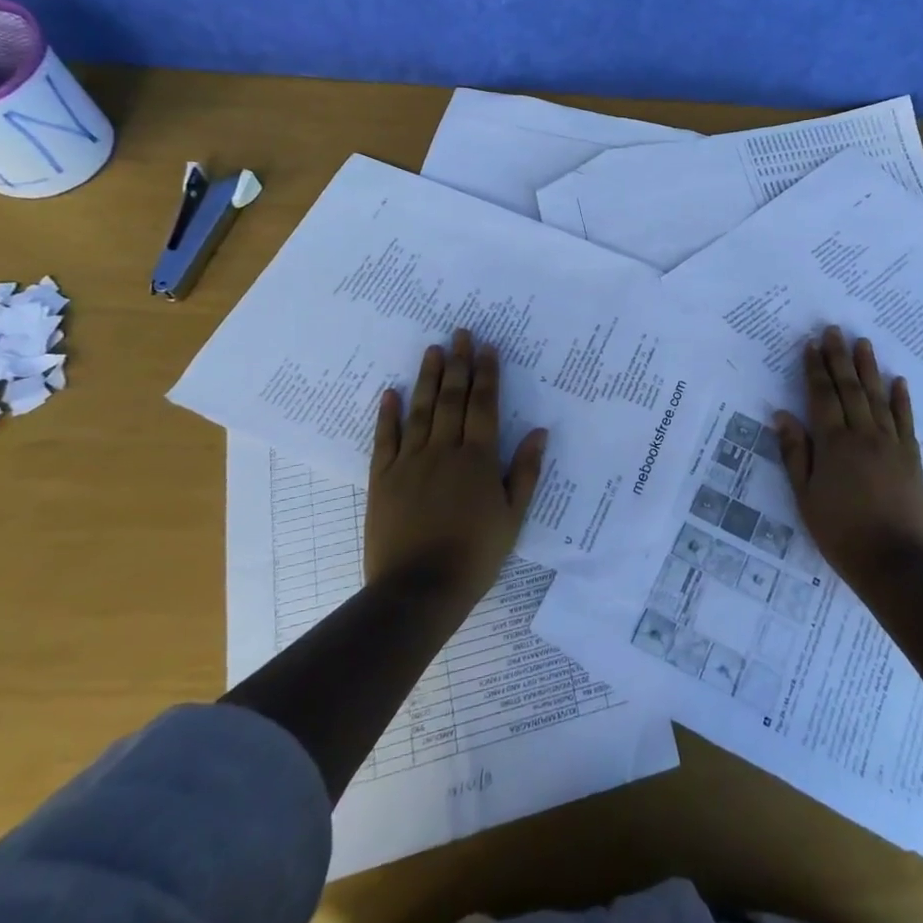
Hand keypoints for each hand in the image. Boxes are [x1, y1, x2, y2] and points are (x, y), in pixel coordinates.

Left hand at [365, 329, 547, 602]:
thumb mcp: (512, 517)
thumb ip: (525, 472)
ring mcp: (410, 462)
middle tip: (460, 333)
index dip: (487, 374)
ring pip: (421, 410)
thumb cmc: (475, 555)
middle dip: (458, 364)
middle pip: (452, 399)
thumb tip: (539, 431)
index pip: (484, 405)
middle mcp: (444, 451)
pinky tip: (391, 391)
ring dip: (427, 378)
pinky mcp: (382, 479)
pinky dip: (388, 414)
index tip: (487, 347)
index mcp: (478, 459)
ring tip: (432, 349)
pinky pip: (385, 439)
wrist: (418, 590)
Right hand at [774, 327, 922, 589]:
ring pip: (878, 397)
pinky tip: (899, 381)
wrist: (895, 562)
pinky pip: (905, 420)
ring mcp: (891, 444)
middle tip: (834, 330)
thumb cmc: (841, 533)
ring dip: (869, 368)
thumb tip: (782, 415)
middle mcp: (863, 434)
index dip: (815, 369)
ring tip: (863, 343)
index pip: (821, 396)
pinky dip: (901, 399)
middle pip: (850, 388)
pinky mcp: (912, 457)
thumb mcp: (806, 497)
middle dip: (840, 358)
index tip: (811, 345)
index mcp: (833, 444)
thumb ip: (795, 453)